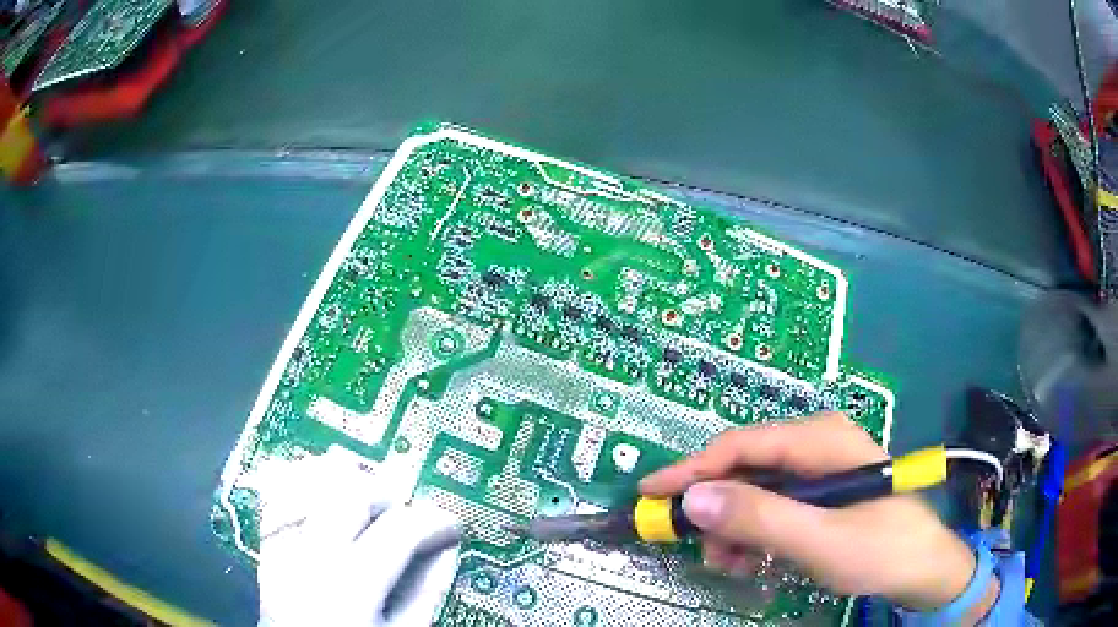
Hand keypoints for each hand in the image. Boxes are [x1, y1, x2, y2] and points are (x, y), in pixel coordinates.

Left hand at [256, 446, 460, 626]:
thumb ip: (424, 593)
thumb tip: (444, 549)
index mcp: (351, 584)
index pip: (400, 529)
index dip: (434, 521)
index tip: (450, 525)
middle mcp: (310, 555)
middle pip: (353, 493)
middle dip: (389, 494)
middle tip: (408, 515)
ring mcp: (282, 548)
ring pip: (312, 484)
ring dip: (346, 484)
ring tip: (369, 506)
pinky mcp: (266, 548)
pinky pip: (280, 497)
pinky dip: (306, 487)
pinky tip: (326, 499)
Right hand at [640, 413, 976, 611]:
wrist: (921, 567)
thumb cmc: (880, 549)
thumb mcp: (819, 540)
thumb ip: (760, 519)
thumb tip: (693, 500)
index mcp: (821, 440)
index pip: (742, 445)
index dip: (692, 469)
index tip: (650, 494)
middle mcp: (816, 444)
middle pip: (746, 467)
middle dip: (716, 509)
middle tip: (696, 547)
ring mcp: (819, 468)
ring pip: (755, 490)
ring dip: (734, 527)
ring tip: (729, 563)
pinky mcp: (820, 492)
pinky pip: (772, 506)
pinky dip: (754, 533)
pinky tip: (753, 558)